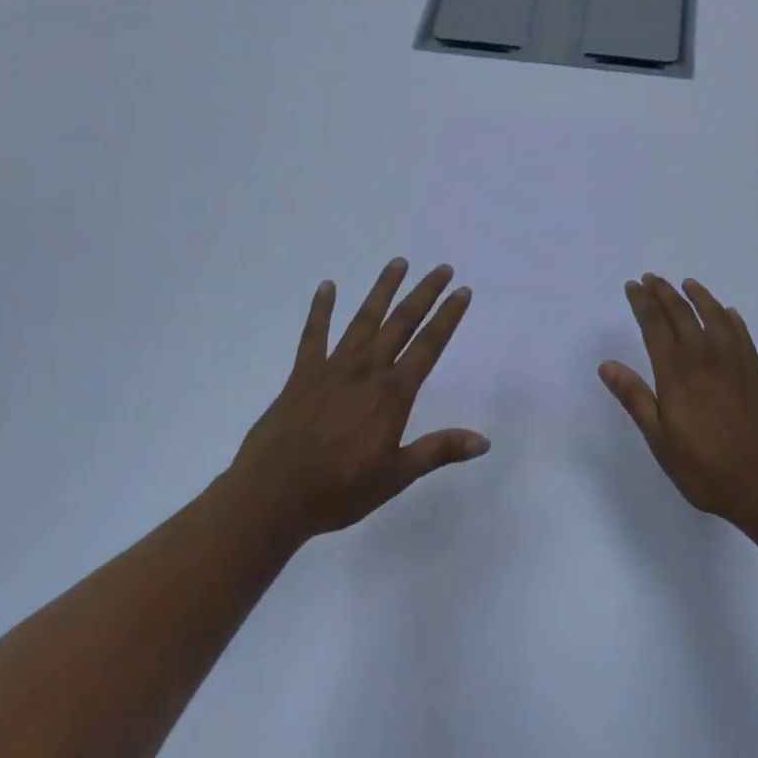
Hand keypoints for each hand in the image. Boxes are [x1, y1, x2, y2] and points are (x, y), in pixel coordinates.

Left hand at [230, 259, 487, 539]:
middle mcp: (367, 370)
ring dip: (383, 290)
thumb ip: (438, 451)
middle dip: (424, 293)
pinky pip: (314, 334)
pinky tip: (327, 286)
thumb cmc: (339, 490)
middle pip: (401, 322)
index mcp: (393, 393)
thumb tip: (484, 441)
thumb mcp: (396, 476)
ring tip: (398, 263)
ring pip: (364, 319)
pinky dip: (320, 309)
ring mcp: (334, 367)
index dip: (448, 317)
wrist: (274, 494)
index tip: (462, 291)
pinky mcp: (303, 372)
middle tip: (442, 268)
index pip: (429, 346)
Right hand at [600, 274, 757, 531]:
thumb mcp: (661, 440)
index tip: (632, 286)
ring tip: (687, 284)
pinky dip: (730, 318)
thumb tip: (606, 365)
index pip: (655, 326)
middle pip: (682, 314)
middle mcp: (705, 358)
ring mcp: (734, 362)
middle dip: (664, 292)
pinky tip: (727, 313)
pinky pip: (741, 334)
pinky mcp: (755, 372)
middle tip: (651, 278)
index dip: (642, 303)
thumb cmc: (707, 468)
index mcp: (677, 373)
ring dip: (698, 296)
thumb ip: (635, 398)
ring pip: (714, 316)